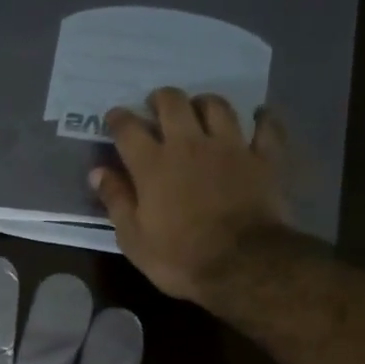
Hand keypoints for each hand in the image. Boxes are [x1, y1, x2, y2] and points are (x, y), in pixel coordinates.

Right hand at [90, 88, 294, 304]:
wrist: (242, 265)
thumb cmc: (178, 257)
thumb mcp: (133, 238)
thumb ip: (116, 200)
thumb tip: (98, 172)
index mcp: (152, 165)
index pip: (128, 129)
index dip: (118, 118)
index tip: (113, 117)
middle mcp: (190, 144)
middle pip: (173, 103)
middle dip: (161, 99)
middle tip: (155, 106)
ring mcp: (231, 147)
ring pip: (217, 106)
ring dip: (204, 102)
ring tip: (199, 109)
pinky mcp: (264, 158)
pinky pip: (266, 126)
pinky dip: (261, 119)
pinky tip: (257, 118)